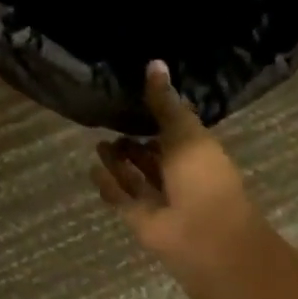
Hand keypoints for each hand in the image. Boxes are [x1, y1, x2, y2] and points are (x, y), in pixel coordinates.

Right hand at [91, 62, 263, 279]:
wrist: (205, 236)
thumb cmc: (204, 179)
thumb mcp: (185, 133)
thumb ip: (165, 103)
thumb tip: (154, 62)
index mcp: (196, 153)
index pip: (174, 131)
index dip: (157, 117)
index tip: (135, 99)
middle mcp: (177, 176)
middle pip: (152, 156)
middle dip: (134, 142)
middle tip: (111, 122)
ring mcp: (158, 198)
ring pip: (133, 176)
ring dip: (118, 162)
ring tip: (98, 142)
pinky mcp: (138, 217)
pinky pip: (119, 196)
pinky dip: (107, 184)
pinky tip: (92, 169)